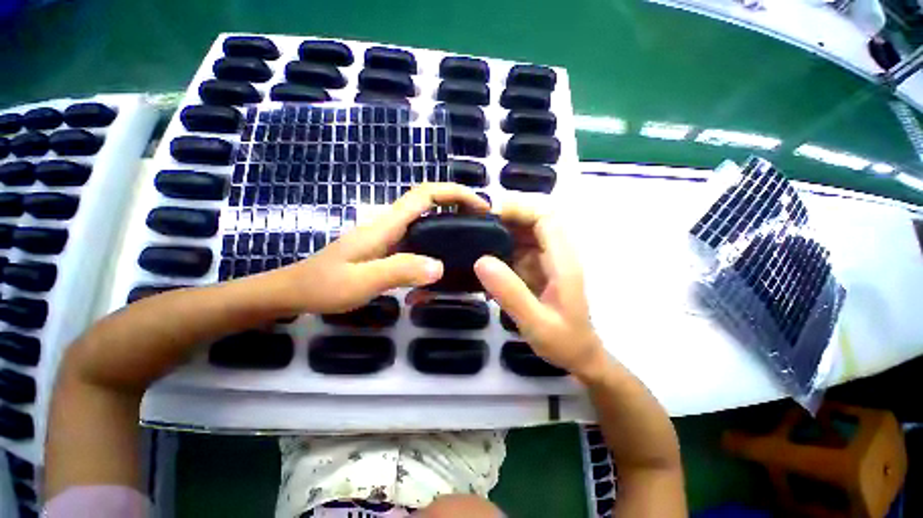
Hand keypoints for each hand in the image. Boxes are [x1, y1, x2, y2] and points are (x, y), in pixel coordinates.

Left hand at [277, 183, 489, 313]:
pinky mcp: (388, 248)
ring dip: (451, 222)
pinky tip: (446, 259)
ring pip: (426, 220)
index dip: (454, 193)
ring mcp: (389, 236)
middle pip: (429, 203)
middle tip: (482, 225)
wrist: (296, 291)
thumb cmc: (324, 285)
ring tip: (472, 241)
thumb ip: (398, 271)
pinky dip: (438, 240)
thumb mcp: (361, 281)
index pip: (425, 195)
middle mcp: (391, 224)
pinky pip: (419, 238)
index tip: (479, 205)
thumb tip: (438, 267)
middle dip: (459, 205)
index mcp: (386, 224)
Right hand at [474, 204, 606, 380]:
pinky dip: (499, 244)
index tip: (488, 215)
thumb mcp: (536, 323)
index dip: (518, 208)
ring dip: (499, 228)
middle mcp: (556, 252)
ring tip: (472, 236)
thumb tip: (480, 260)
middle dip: (504, 215)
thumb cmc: (563, 341)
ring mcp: (546, 258)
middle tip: (474, 223)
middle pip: (533, 217)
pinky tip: (481, 254)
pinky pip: (517, 246)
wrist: (578, 355)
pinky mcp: (536, 266)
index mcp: (563, 260)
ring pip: (523, 230)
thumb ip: (511, 293)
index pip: (545, 216)